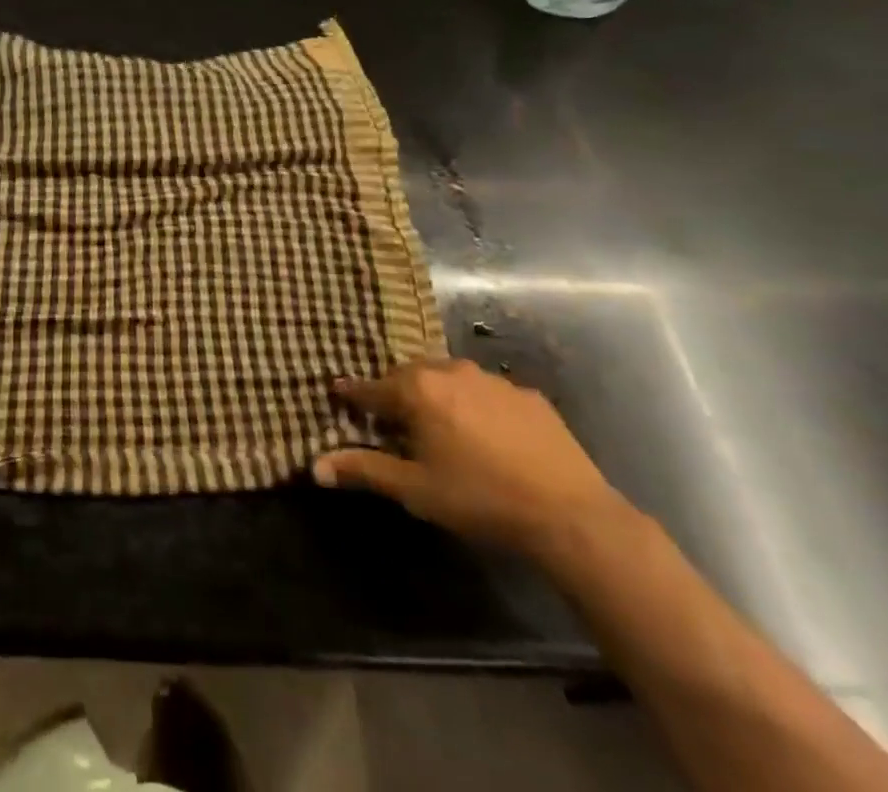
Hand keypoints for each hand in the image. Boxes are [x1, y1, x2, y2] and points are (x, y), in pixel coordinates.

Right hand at [314, 359, 629, 560]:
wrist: (573, 516)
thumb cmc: (480, 499)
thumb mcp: (415, 489)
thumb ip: (364, 470)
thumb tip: (314, 467)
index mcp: (417, 390)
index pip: (370, 388)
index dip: (352, 395)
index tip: (339, 395)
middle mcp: (449, 371)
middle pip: (408, 376)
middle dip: (396, 394)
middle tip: (394, 421)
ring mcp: (492, 380)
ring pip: (448, 378)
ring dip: (437, 396)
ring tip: (441, 427)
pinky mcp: (528, 395)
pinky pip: (487, 392)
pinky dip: (477, 406)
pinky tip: (488, 436)